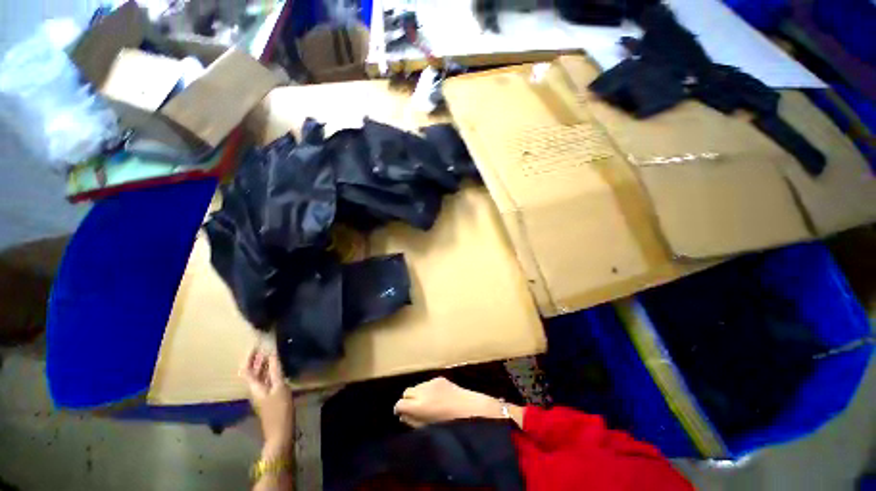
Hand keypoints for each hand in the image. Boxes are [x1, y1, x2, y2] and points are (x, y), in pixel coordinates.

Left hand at [241, 348, 294, 457]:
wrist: (281, 432)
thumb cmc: (279, 410)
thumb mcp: (279, 388)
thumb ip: (276, 371)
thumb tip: (272, 354)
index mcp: (254, 387)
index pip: (247, 369)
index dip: (249, 357)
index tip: (256, 344)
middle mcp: (255, 389)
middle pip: (253, 372)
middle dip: (258, 358)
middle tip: (265, 345)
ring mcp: (262, 394)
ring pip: (261, 376)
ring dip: (265, 364)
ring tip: (273, 352)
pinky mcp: (270, 397)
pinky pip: (268, 380)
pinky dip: (271, 371)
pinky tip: (279, 367)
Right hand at [393, 377, 511, 427]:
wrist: (471, 410)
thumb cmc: (450, 424)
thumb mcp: (428, 428)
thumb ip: (413, 421)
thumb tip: (402, 416)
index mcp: (419, 405)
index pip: (400, 403)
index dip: (399, 410)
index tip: (402, 415)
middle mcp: (423, 390)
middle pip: (407, 392)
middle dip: (408, 400)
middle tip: (415, 410)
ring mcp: (432, 382)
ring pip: (417, 386)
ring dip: (418, 394)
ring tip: (427, 403)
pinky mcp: (440, 377)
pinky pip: (427, 384)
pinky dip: (427, 390)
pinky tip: (436, 397)